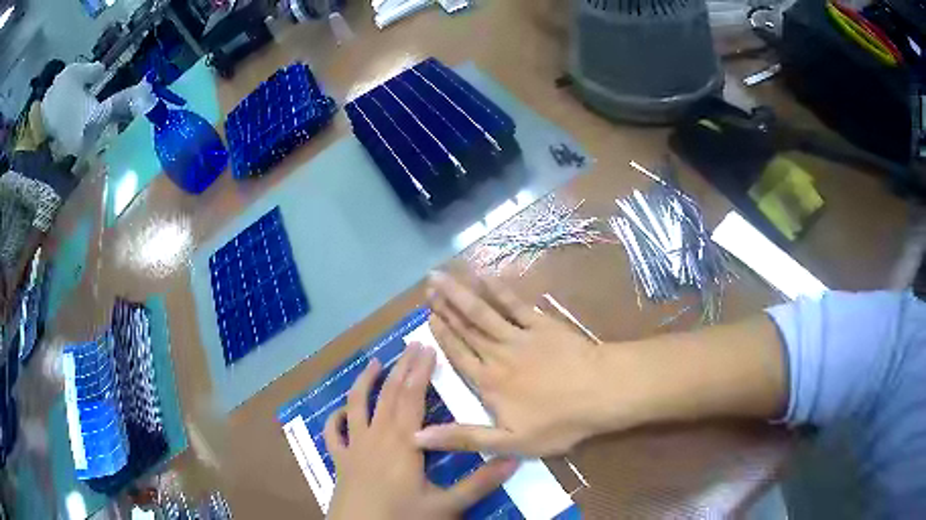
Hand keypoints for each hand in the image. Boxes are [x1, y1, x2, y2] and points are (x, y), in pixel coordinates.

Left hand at [325, 342, 517, 519]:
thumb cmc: (403, 518)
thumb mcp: (447, 505)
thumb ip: (480, 483)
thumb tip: (514, 458)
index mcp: (403, 443)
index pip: (412, 397)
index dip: (420, 371)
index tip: (428, 348)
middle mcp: (376, 437)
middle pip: (388, 394)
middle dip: (400, 368)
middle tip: (411, 344)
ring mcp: (354, 448)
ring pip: (357, 406)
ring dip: (364, 382)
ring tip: (373, 362)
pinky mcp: (340, 461)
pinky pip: (333, 434)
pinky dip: (335, 418)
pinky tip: (340, 411)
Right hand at [415, 273, 615, 456]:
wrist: (601, 392)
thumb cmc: (558, 422)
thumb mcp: (510, 443)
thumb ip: (465, 438)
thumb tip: (419, 437)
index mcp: (488, 383)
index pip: (457, 355)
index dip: (441, 336)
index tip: (426, 317)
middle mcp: (498, 354)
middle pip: (466, 328)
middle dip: (445, 308)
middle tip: (428, 287)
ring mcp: (520, 335)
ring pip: (483, 312)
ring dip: (461, 293)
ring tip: (442, 277)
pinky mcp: (542, 324)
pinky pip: (514, 304)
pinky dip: (498, 290)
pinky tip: (485, 277)